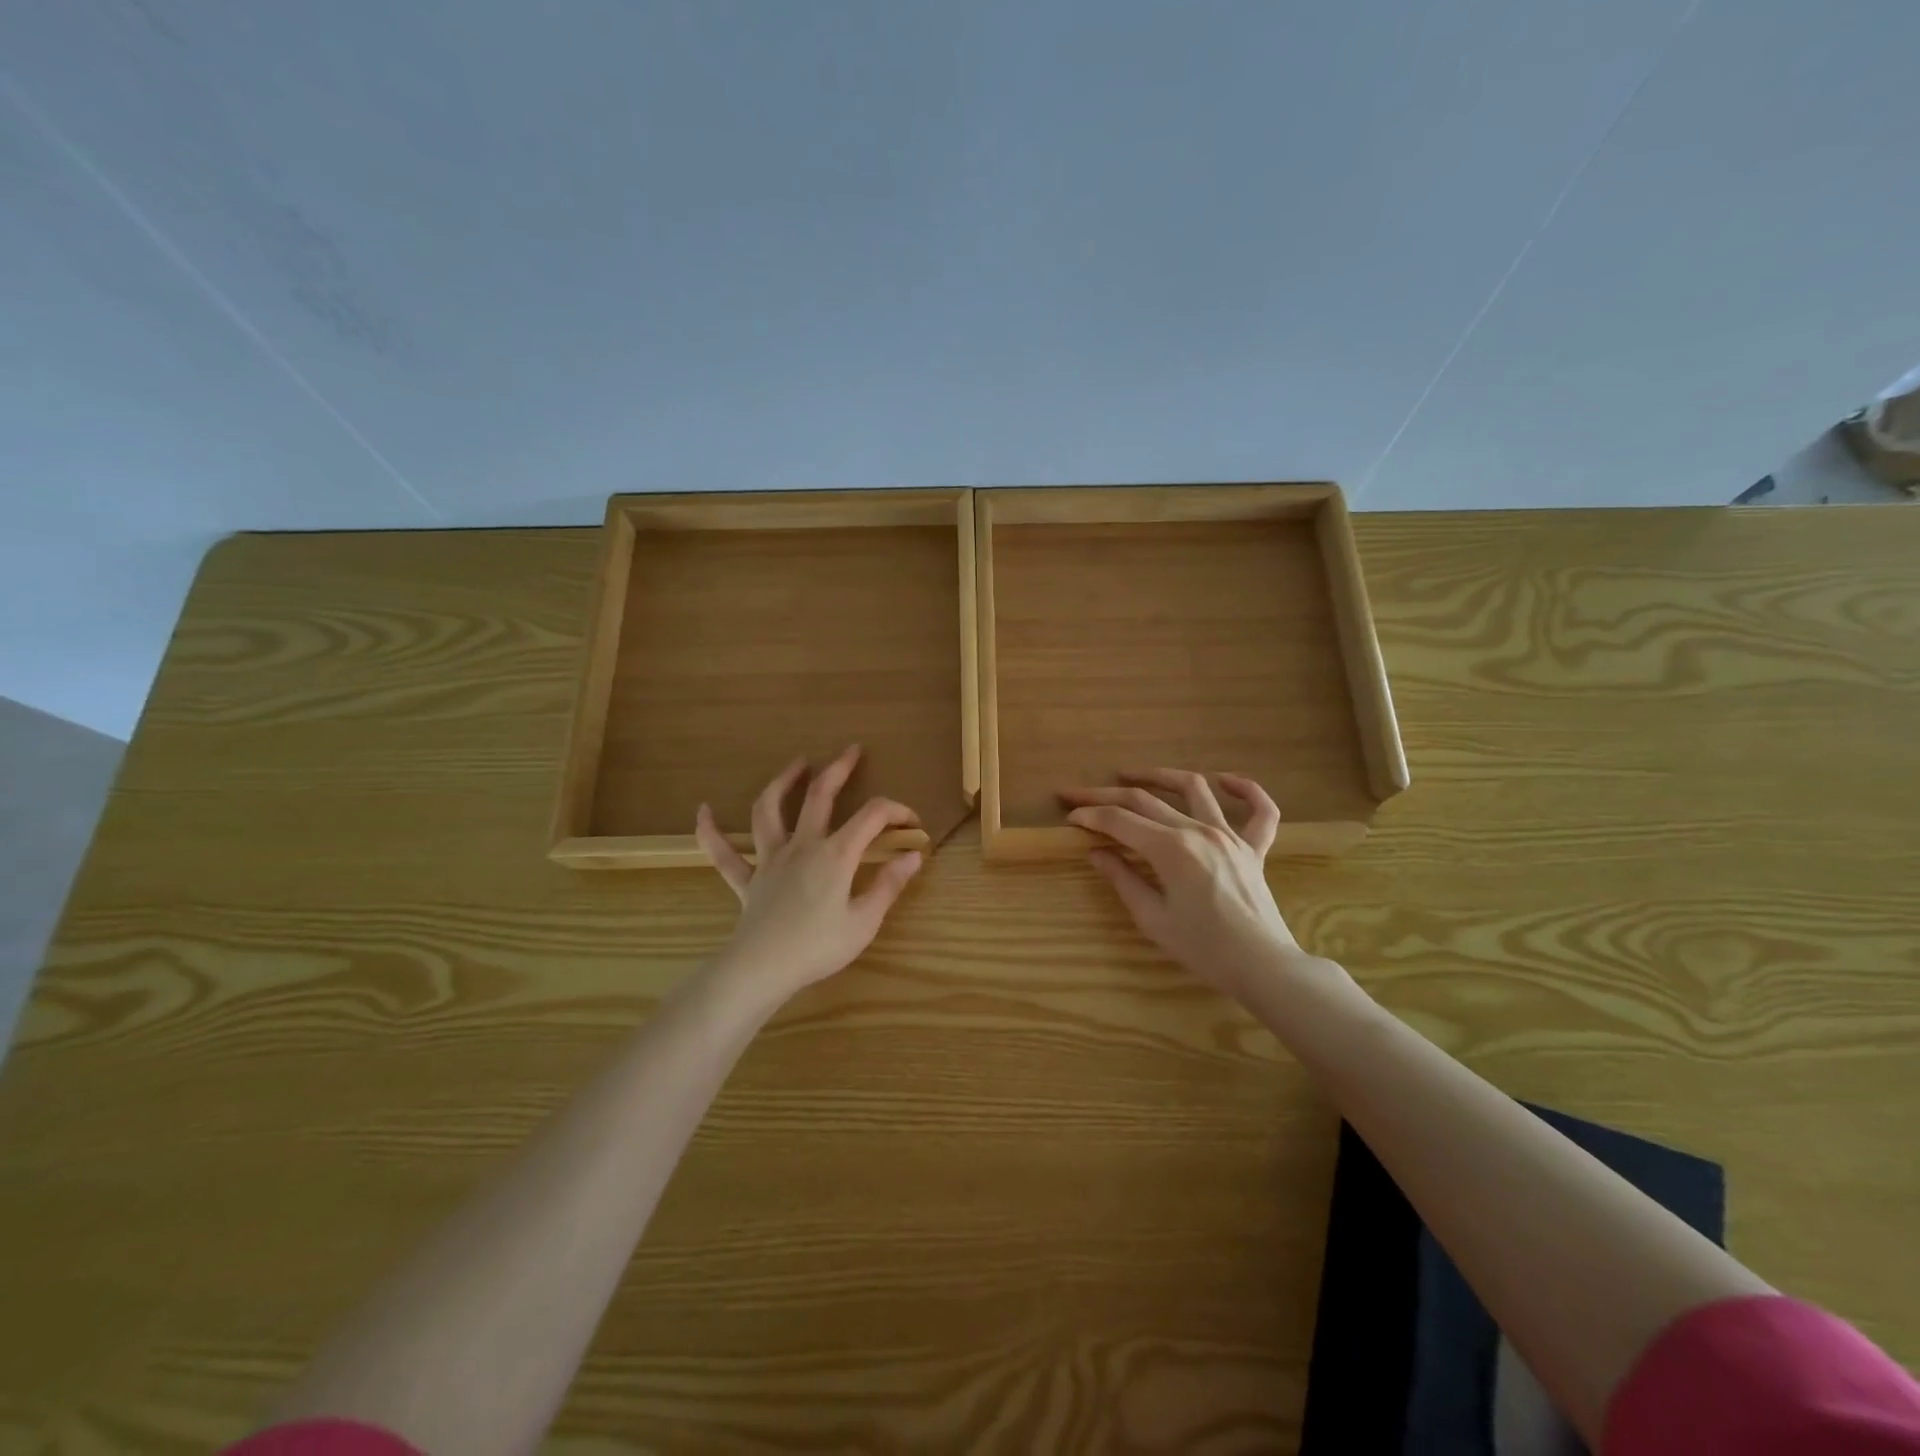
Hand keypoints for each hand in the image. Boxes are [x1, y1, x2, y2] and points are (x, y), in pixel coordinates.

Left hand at [695, 746, 922, 1002]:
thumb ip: (889, 885)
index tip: (912, 823)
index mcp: (836, 854)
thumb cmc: (818, 947)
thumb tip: (913, 856)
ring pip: (769, 811)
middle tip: (851, 751)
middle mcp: (802, 846)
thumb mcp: (864, 921)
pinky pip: (723, 853)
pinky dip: (710, 831)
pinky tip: (703, 811)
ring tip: (796, 764)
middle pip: (819, 796)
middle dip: (838, 769)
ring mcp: (770, 860)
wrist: (763, 970)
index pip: (871, 816)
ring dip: (782, 782)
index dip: (896, 810)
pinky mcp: (747, 880)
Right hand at [1060, 769, 1318, 1001]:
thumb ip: (1123, 879)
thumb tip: (1097, 853)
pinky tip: (1225, 780)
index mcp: (1170, 848)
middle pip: (1145, 800)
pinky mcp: (1254, 848)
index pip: (1119, 821)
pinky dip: (1246, 790)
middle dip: (1106, 795)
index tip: (1070, 816)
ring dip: (1160, 775)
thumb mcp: (1152, 918)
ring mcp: (1230, 836)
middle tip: (1078, 794)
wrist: (1261, 966)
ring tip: (1132, 775)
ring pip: (1194, 788)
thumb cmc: (1202, 948)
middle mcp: (1198, 831)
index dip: (1090, 816)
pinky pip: (1260, 811)